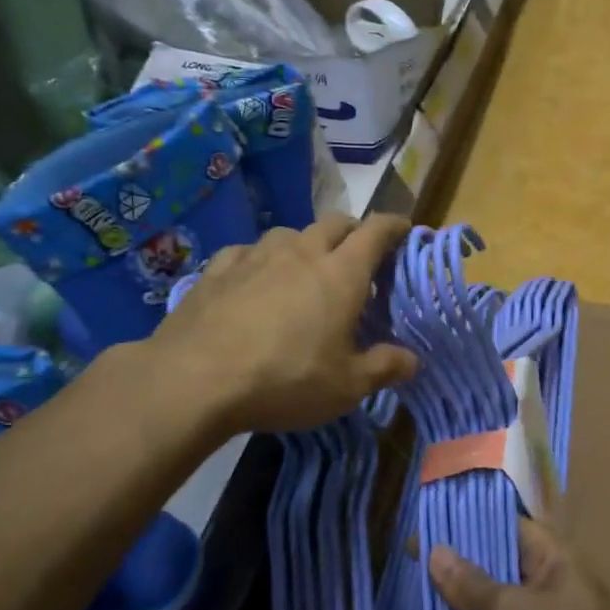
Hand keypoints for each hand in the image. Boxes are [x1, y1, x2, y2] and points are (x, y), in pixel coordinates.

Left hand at [155, 213, 418, 435]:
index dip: (394, 226)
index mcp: (340, 274)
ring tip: (305, 268)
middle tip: (359, 255)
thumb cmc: (285, 380)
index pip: (376, 231)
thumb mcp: (345, 387)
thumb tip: (413, 360)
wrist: (196, 379)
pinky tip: (254, 278)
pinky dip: (261, 259)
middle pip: (335, 223)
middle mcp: (301, 253)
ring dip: (306, 243)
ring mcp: (256, 256)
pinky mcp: (218, 268)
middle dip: (353, 231)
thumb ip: (383, 368)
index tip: (404, 229)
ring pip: (290, 233)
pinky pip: (248, 250)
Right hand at [429, 518, 609, 609]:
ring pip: (493, 609)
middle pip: (496, 568)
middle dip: (458, 570)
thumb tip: (435, 550)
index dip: (467, 526)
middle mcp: (550, 586)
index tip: (427, 528)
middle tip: (412, 567)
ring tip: (414, 601)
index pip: (505, 527)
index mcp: (554, 558)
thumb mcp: (508, 609)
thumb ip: (469, 582)